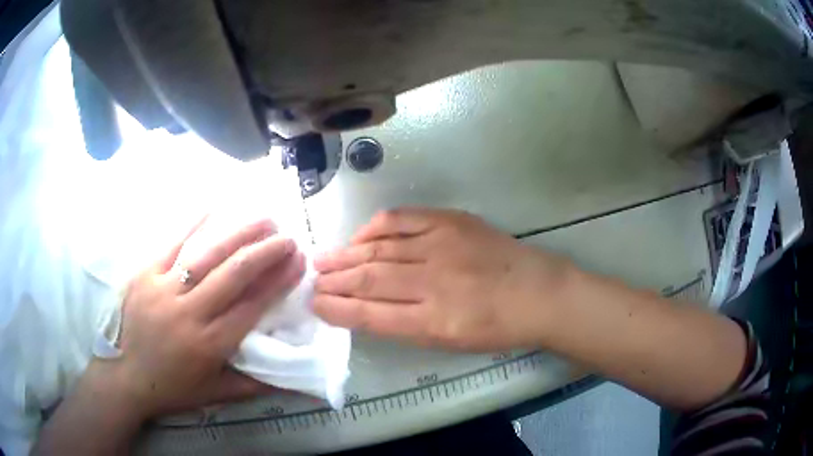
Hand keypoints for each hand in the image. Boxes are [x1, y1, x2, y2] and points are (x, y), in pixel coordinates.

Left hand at [103, 216, 306, 419]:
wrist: (125, 376)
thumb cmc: (173, 387)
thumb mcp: (215, 394)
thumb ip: (253, 385)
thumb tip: (294, 382)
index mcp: (209, 345)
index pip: (251, 306)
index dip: (277, 282)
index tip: (297, 263)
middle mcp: (189, 313)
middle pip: (233, 275)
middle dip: (265, 253)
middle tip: (288, 237)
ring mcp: (164, 290)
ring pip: (207, 256)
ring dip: (238, 234)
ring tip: (264, 219)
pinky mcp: (145, 275)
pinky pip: (171, 244)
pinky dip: (193, 224)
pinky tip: (213, 205)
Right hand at [313, 208, 572, 350]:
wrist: (538, 292)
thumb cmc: (496, 327)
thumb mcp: (450, 342)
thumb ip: (406, 326)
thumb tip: (366, 310)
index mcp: (432, 322)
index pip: (370, 315)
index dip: (337, 309)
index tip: (315, 303)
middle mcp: (431, 282)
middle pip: (369, 279)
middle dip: (334, 280)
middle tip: (311, 279)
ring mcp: (441, 246)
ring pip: (380, 249)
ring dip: (346, 255)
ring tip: (322, 259)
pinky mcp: (450, 222)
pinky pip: (402, 219)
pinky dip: (375, 227)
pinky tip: (360, 236)